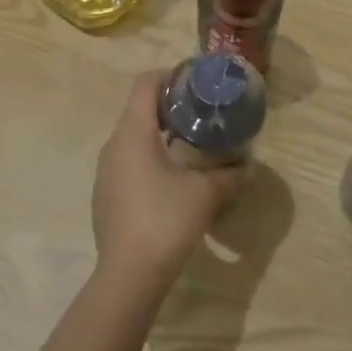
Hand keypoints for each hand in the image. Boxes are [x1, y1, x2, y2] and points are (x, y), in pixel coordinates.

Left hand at [92, 71, 243, 293]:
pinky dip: (149, 158)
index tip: (195, 82)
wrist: (128, 276)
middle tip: (201, 113)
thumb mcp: (206, 194)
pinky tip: (171, 180)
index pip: (145, 84)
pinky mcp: (105, 195)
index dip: (170, 75)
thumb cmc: (165, 220)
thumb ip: (228, 175)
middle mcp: (113, 145)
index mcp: (133, 133)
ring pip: (133, 138)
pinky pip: (127, 162)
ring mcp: (105, 172)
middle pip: (139, 109)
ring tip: (191, 145)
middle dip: (170, 106)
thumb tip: (246, 166)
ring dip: (160, 134)